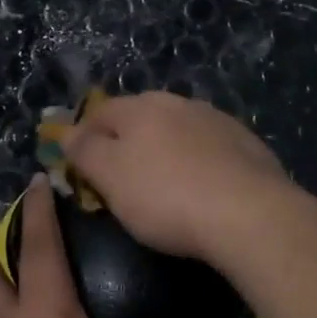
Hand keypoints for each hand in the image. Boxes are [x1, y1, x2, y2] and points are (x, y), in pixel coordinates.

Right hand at [63, 91, 295, 264]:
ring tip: (162, 184)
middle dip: (125, 141)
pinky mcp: (246, 144)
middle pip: (139, 117)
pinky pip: (208, 148)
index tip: (78, 166)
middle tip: (119, 177)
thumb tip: (66, 132)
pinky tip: (201, 188)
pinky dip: (197, 162)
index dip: (82, 136)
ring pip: (176, 130)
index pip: (99, 112)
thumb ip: (84, 150)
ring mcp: (216, 120)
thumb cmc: (166, 196)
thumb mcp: (110, 177)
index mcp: (141, 106)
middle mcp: (178, 103)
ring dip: (163, 149)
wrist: (250, 214)